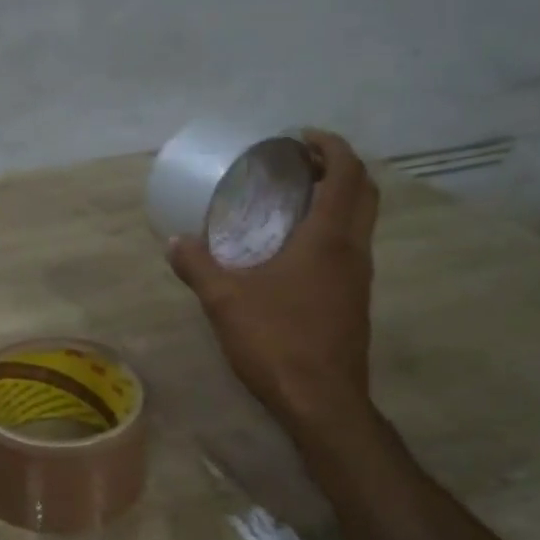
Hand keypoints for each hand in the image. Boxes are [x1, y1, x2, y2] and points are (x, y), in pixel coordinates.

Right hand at [168, 129, 378, 435]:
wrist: (321, 401)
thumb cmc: (277, 341)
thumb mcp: (226, 300)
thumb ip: (198, 266)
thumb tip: (175, 241)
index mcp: (329, 239)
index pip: (348, 173)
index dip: (330, 146)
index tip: (300, 138)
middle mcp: (353, 251)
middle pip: (364, 192)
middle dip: (339, 168)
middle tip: (300, 165)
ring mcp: (359, 278)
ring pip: (361, 222)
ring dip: (338, 200)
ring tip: (294, 202)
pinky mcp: (354, 302)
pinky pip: (350, 249)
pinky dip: (331, 232)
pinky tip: (294, 252)